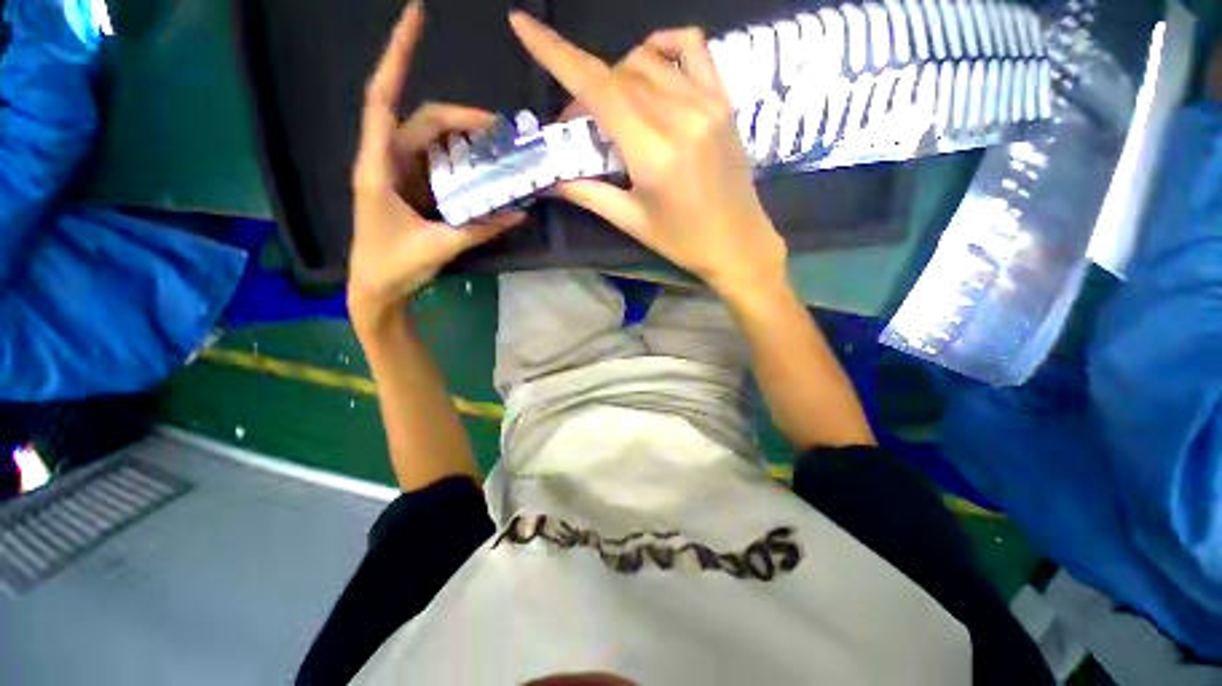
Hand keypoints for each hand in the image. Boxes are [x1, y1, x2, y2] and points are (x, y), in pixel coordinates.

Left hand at [349, 1, 522, 325]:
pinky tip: (485, 173)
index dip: (397, 55)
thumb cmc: (394, 266)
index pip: (383, 98)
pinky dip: (463, 165)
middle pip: (426, 122)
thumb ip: (480, 229)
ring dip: (467, 143)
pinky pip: (440, 166)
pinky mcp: (413, 189)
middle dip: (465, 120)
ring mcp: (401, 174)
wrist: (376, 289)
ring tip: (501, 153)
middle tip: (504, 133)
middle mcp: (387, 161)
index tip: (415, 14)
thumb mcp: (440, 247)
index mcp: (379, 167)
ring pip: (434, 142)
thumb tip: (519, 213)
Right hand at [509, 13, 788, 294]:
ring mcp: (706, 102)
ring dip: (617, 77)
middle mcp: (679, 116)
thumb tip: (553, 179)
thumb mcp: (632, 222)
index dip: (555, 53)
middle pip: (616, 76)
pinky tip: (650, 66)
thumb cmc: (683, 241)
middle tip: (580, 127)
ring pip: (645, 61)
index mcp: (653, 152)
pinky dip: (663, 47)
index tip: (522, 25)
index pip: (597, 87)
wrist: (738, 243)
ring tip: (613, 109)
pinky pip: (692, 48)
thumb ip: (589, 194)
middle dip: (585, 93)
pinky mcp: (723, 100)